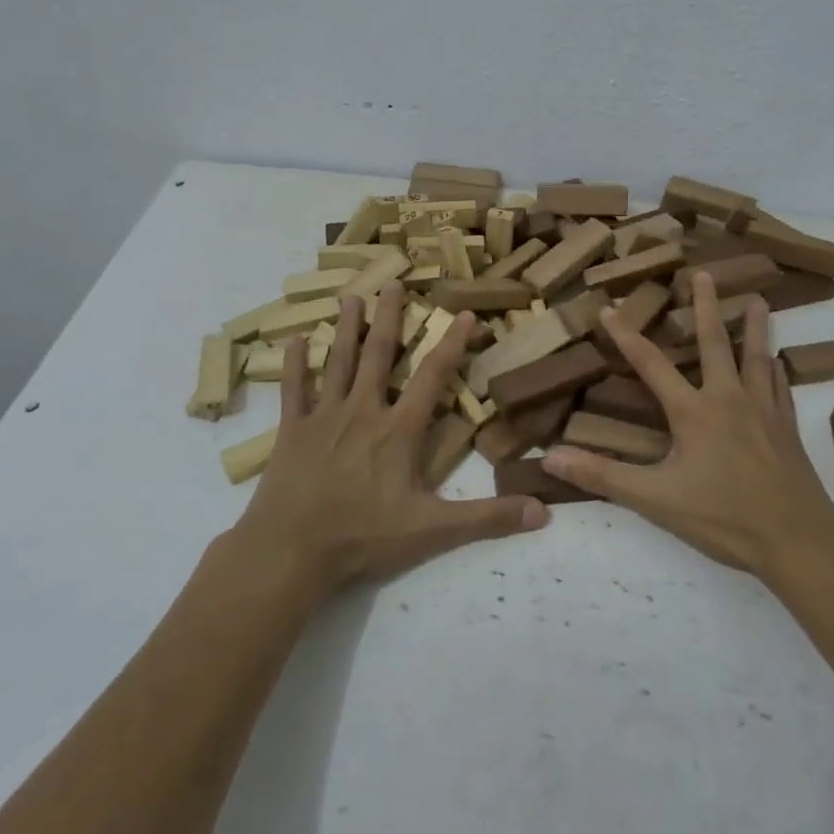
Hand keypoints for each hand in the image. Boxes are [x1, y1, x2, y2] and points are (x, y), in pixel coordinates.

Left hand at [232, 284, 547, 593]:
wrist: (291, 551)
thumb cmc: (364, 537)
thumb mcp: (433, 531)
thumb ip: (487, 519)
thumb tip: (542, 511)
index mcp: (399, 429)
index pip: (432, 376)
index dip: (451, 343)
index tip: (464, 313)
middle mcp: (363, 410)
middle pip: (378, 354)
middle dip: (389, 317)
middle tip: (393, 282)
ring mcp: (323, 417)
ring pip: (337, 361)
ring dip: (346, 328)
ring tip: (351, 297)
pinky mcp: (291, 430)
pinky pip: (293, 389)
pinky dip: (293, 364)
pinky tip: (294, 340)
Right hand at [542, 271, 833, 578]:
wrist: (798, 541)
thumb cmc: (723, 518)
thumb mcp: (656, 499)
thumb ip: (603, 476)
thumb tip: (550, 457)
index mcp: (694, 412)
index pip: (651, 365)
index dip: (627, 336)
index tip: (609, 308)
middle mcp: (729, 399)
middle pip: (716, 343)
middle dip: (707, 307)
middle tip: (705, 273)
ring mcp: (764, 412)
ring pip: (758, 358)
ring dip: (755, 328)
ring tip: (759, 301)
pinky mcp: (787, 430)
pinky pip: (781, 389)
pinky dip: (777, 372)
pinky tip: (779, 365)